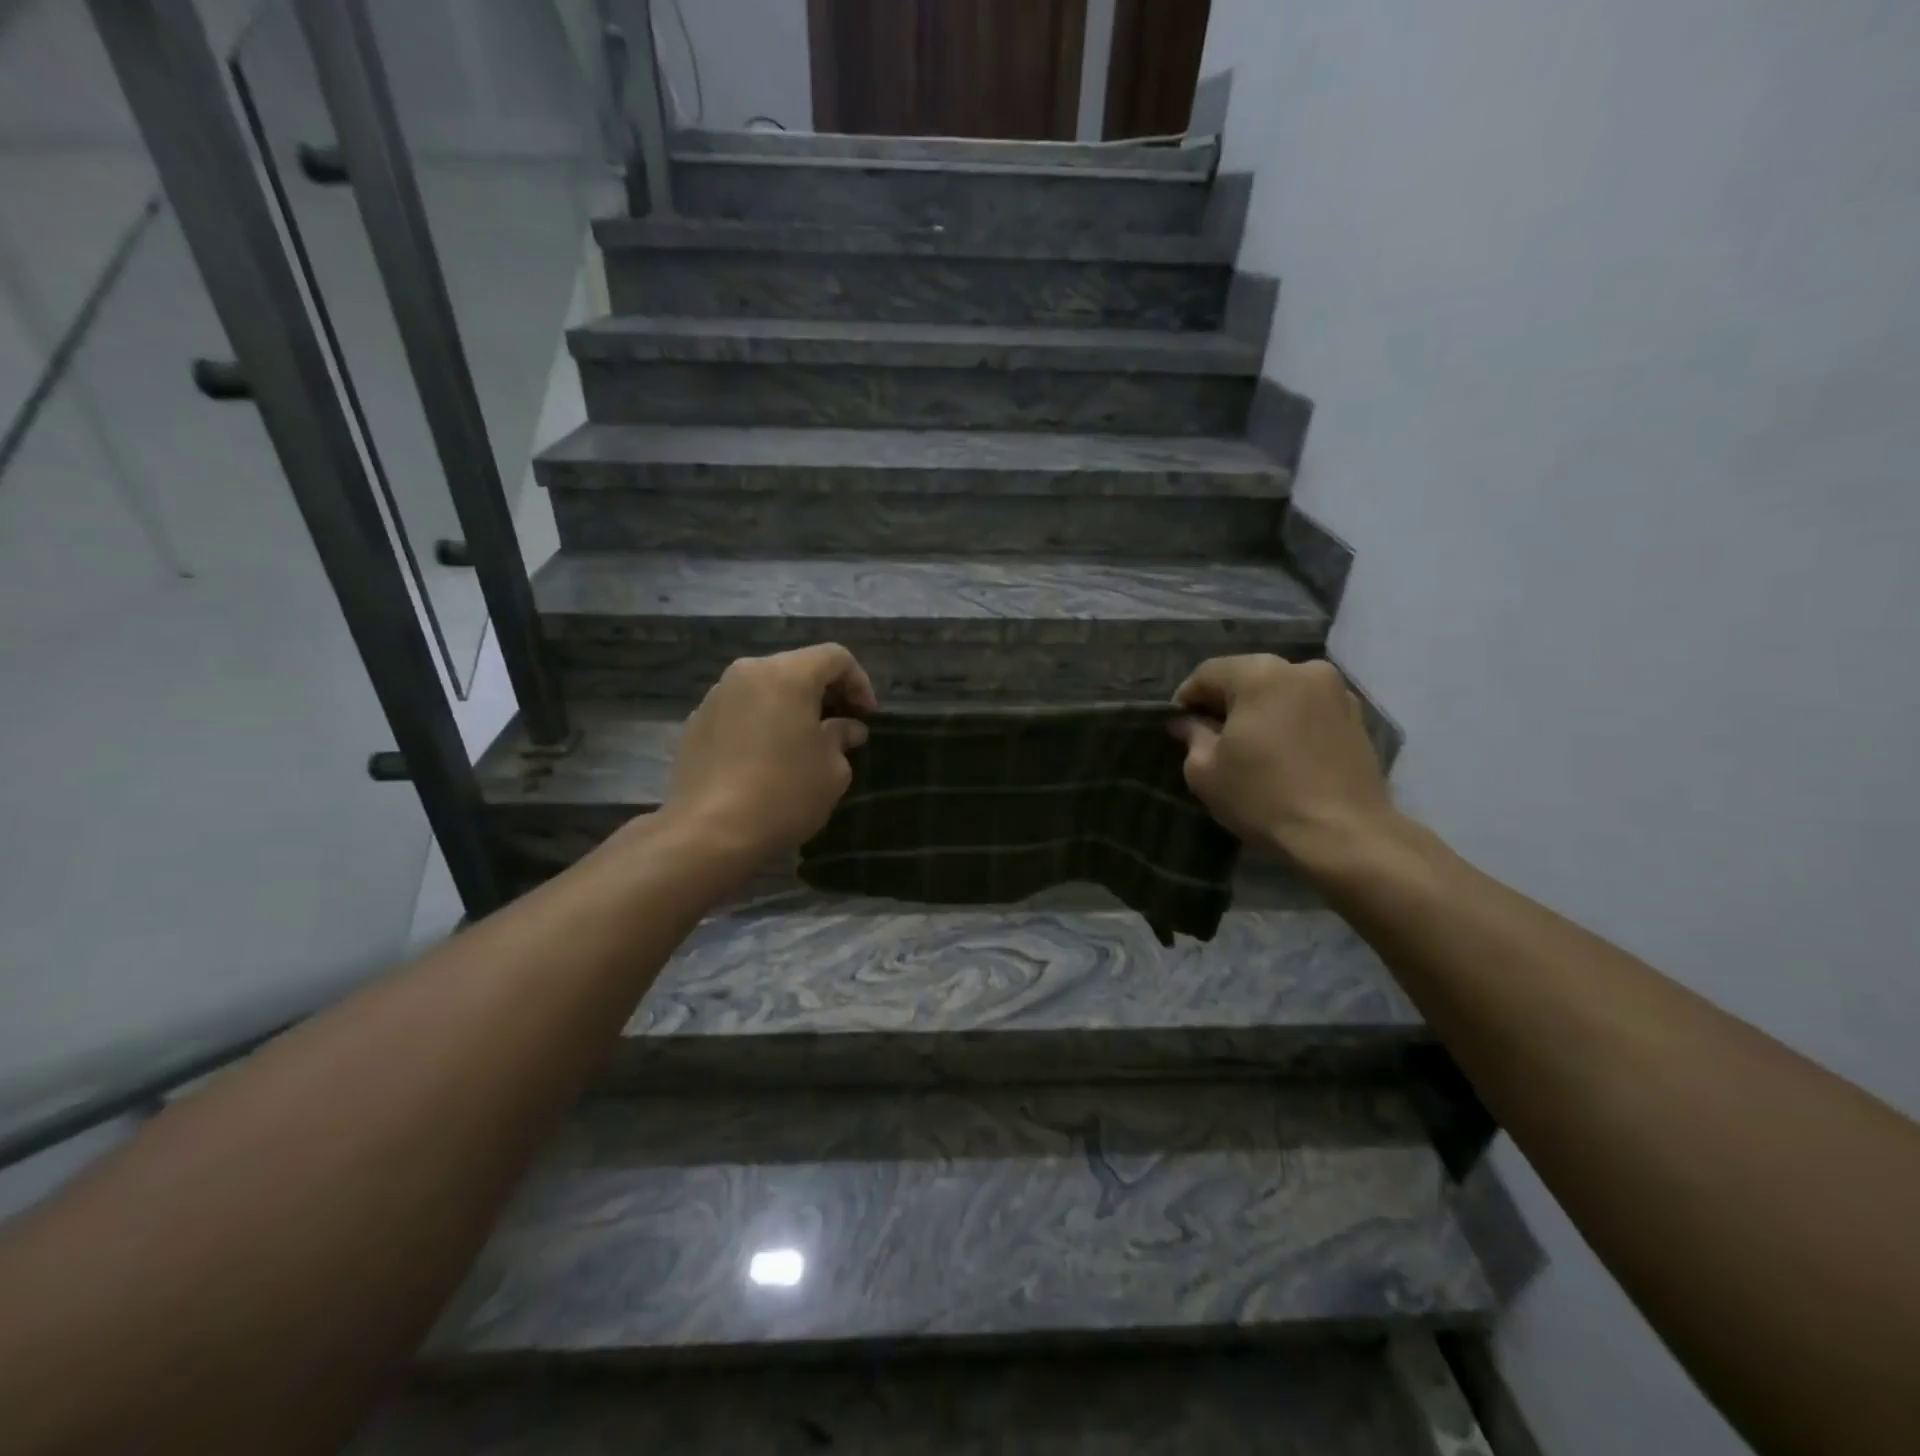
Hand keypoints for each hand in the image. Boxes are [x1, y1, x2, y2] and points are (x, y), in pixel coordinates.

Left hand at [661, 644, 876, 865]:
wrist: (709, 832)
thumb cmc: (785, 794)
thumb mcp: (833, 770)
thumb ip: (842, 738)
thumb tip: (845, 728)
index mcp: (787, 675)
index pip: (834, 657)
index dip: (859, 682)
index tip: (867, 716)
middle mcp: (747, 674)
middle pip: (796, 668)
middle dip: (825, 692)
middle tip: (842, 726)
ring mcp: (715, 697)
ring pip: (765, 688)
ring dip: (791, 707)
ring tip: (804, 742)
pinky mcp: (695, 724)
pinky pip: (740, 711)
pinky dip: (761, 722)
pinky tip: (767, 757)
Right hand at [1170, 656, 1395, 865]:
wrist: (1344, 836)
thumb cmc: (1264, 797)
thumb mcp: (1205, 771)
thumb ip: (1192, 736)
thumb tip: (1185, 723)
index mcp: (1260, 674)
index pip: (1208, 673)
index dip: (1186, 699)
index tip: (1177, 727)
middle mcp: (1301, 670)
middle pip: (1248, 677)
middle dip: (1225, 702)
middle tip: (1209, 736)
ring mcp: (1336, 692)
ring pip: (1281, 692)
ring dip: (1259, 711)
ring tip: (1248, 747)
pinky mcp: (1357, 718)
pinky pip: (1308, 710)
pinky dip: (1289, 722)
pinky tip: (1281, 754)